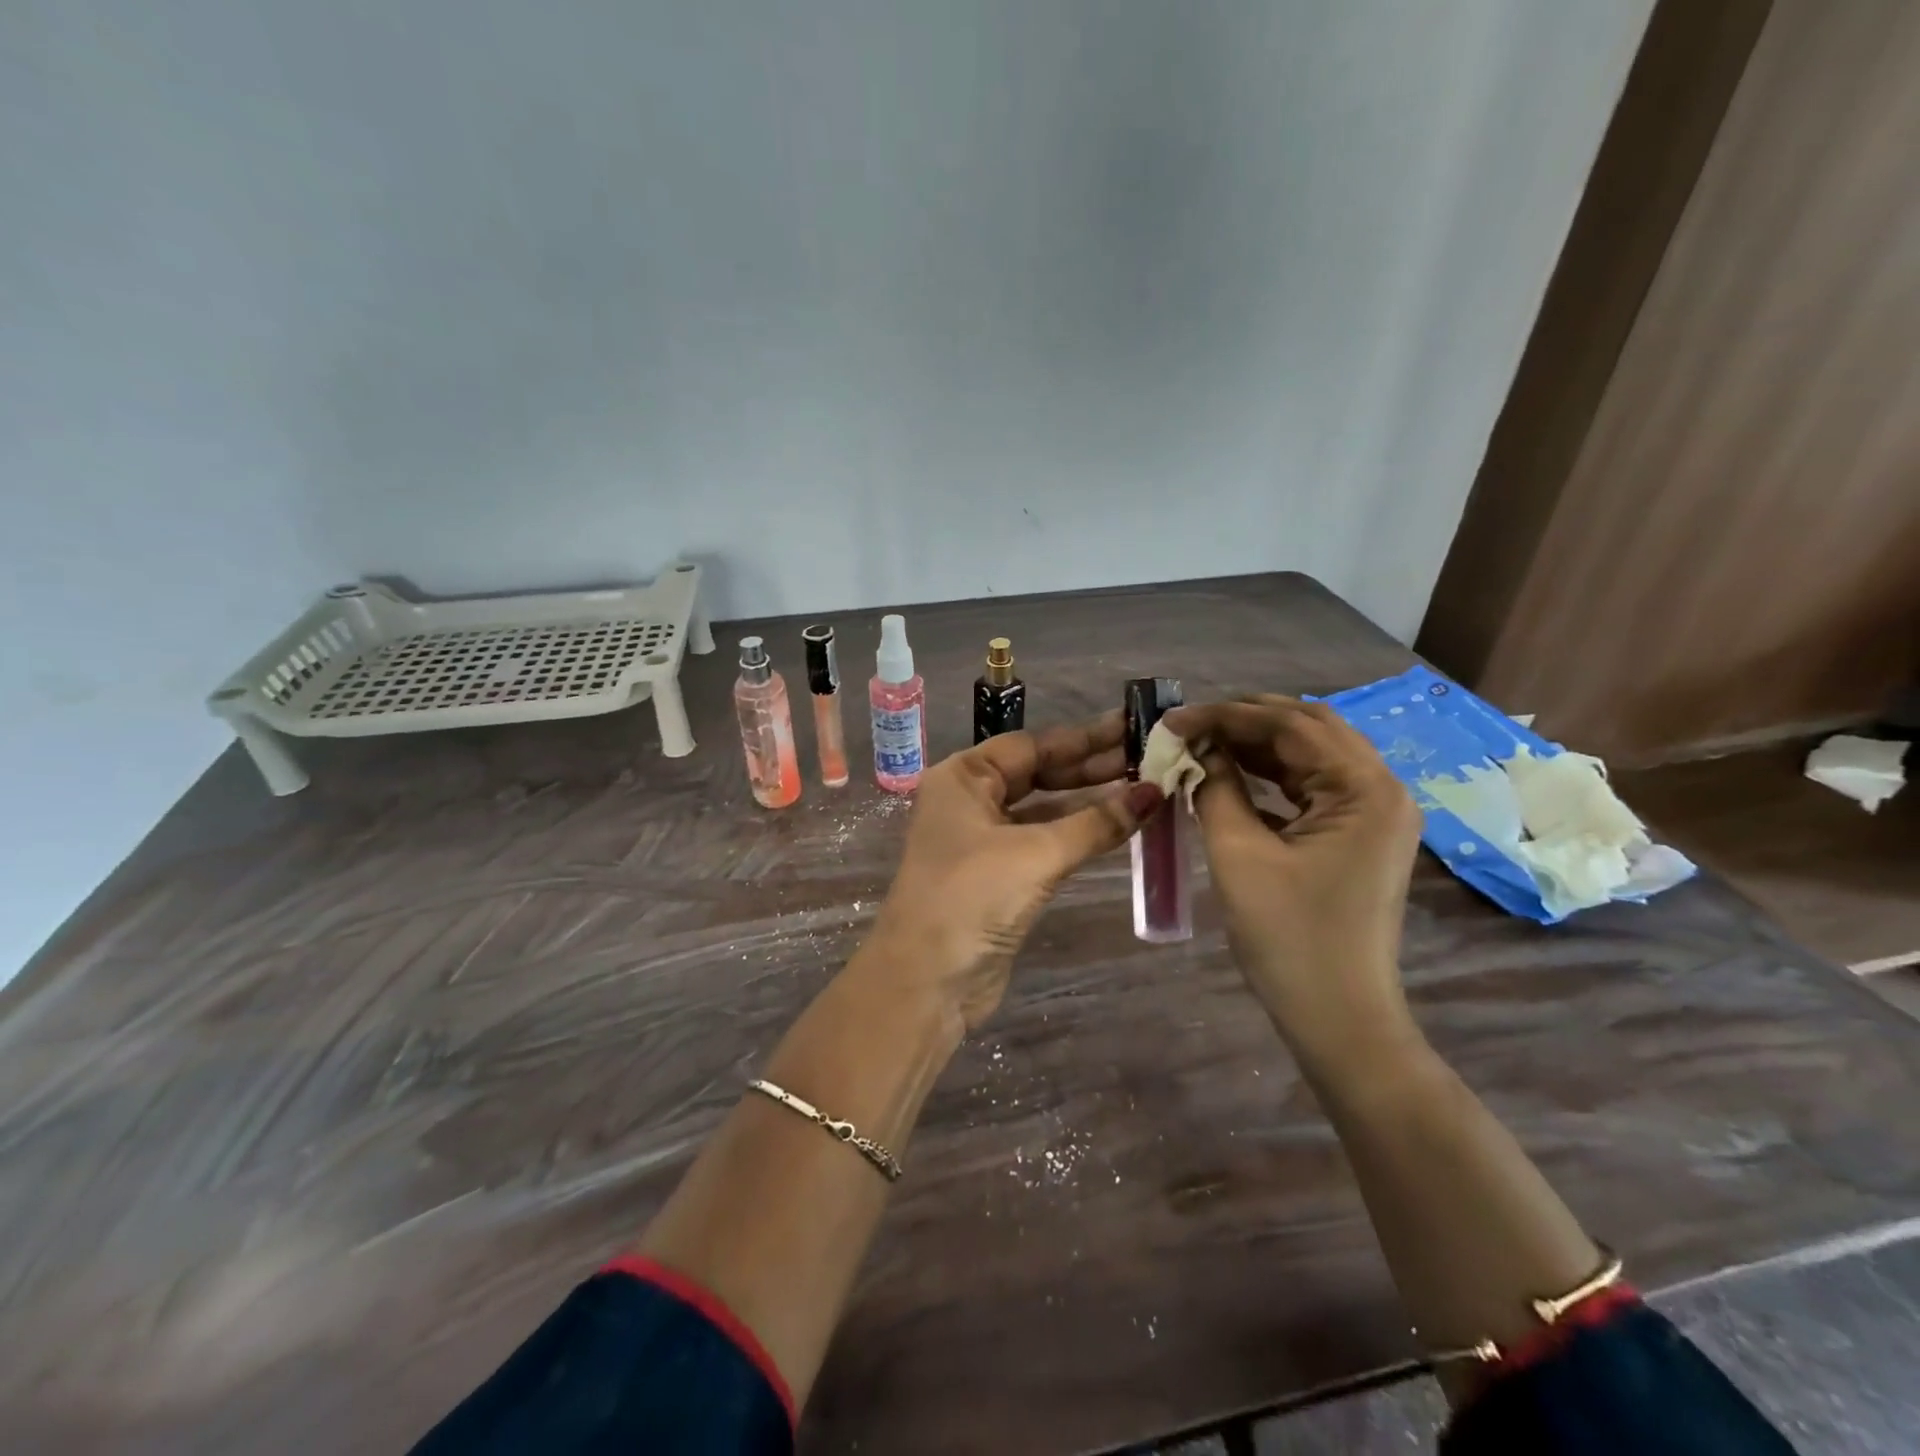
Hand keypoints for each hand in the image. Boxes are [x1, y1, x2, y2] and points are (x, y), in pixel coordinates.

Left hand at [869, 714, 1163, 1030]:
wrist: (927, 979)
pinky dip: (1077, 834)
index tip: (1132, 728)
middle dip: (1091, 768)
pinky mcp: (997, 876)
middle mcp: (969, 800)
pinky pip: (1043, 841)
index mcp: (963, 777)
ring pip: (1043, 809)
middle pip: (1037, 773)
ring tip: (1145, 787)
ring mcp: (981, 840)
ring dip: (1088, 802)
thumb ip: (1097, 822)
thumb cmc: (973, 896)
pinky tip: (1117, 826)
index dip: (1084, 738)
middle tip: (1149, 757)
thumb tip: (1155, 792)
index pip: (1031, 745)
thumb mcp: (1037, 852)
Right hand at [1163, 695, 1424, 1070]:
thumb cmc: (1289, 938)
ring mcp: (1375, 813)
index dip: (1227, 716)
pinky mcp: (1360, 835)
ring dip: (1257, 745)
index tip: (1174, 719)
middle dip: (1245, 720)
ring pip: (1312, 755)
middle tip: (1189, 725)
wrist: (1339, 1018)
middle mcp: (1382, 789)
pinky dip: (1271, 775)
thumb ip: (1216, 788)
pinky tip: (1231, 774)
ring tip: (1202, 743)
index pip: (1292, 725)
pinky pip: (1313, 786)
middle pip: (1310, 729)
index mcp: (1365, 789)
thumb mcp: (1239, 854)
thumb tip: (1195, 750)